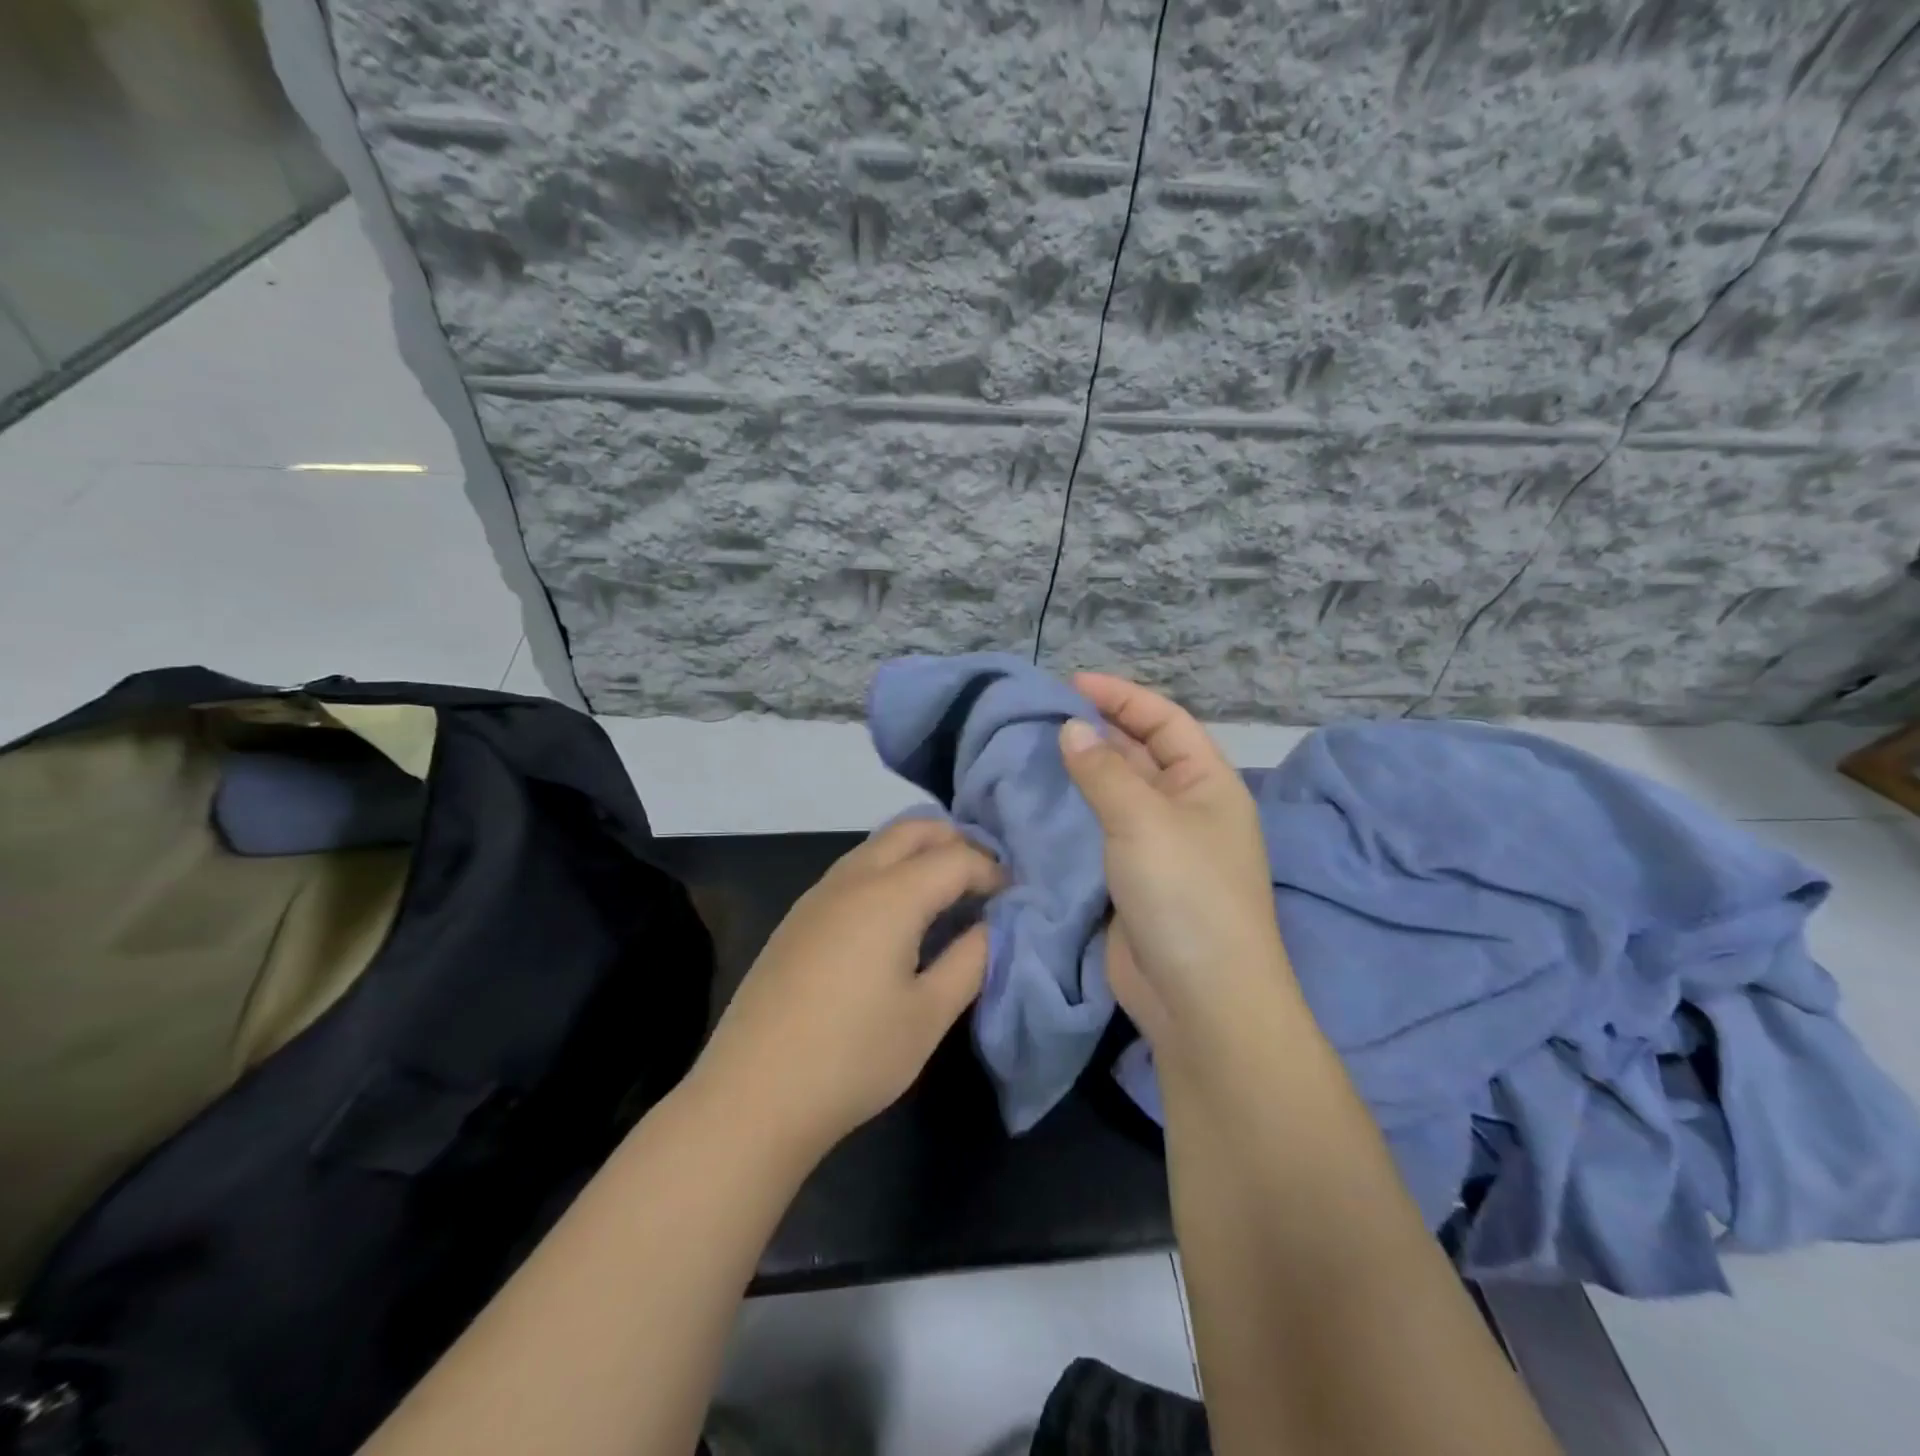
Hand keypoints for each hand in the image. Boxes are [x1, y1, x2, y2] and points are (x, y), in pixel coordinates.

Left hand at [690, 818, 1002, 1160]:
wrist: (752, 1095)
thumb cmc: (853, 1056)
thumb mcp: (928, 1015)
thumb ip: (970, 961)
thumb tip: (991, 927)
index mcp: (890, 895)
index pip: (955, 858)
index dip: (991, 870)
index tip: (1014, 896)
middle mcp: (852, 879)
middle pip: (912, 830)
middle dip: (955, 840)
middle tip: (983, 877)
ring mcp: (818, 895)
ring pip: (877, 845)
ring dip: (918, 852)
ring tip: (946, 892)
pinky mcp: (797, 918)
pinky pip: (854, 869)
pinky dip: (888, 870)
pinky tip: (896, 916)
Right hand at [1058, 673, 1295, 1056]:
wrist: (1200, 998)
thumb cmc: (1185, 893)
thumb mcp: (1144, 820)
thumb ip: (1104, 771)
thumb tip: (1072, 729)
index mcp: (1209, 784)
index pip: (1165, 721)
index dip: (1122, 696)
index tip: (1071, 683)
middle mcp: (1188, 808)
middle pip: (1143, 753)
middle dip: (1101, 729)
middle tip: (1044, 713)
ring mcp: (1161, 847)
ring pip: (1120, 793)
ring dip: (1086, 770)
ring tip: (1036, 749)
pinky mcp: (1135, 879)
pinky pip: (1104, 831)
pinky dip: (1077, 812)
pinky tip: (1044, 802)